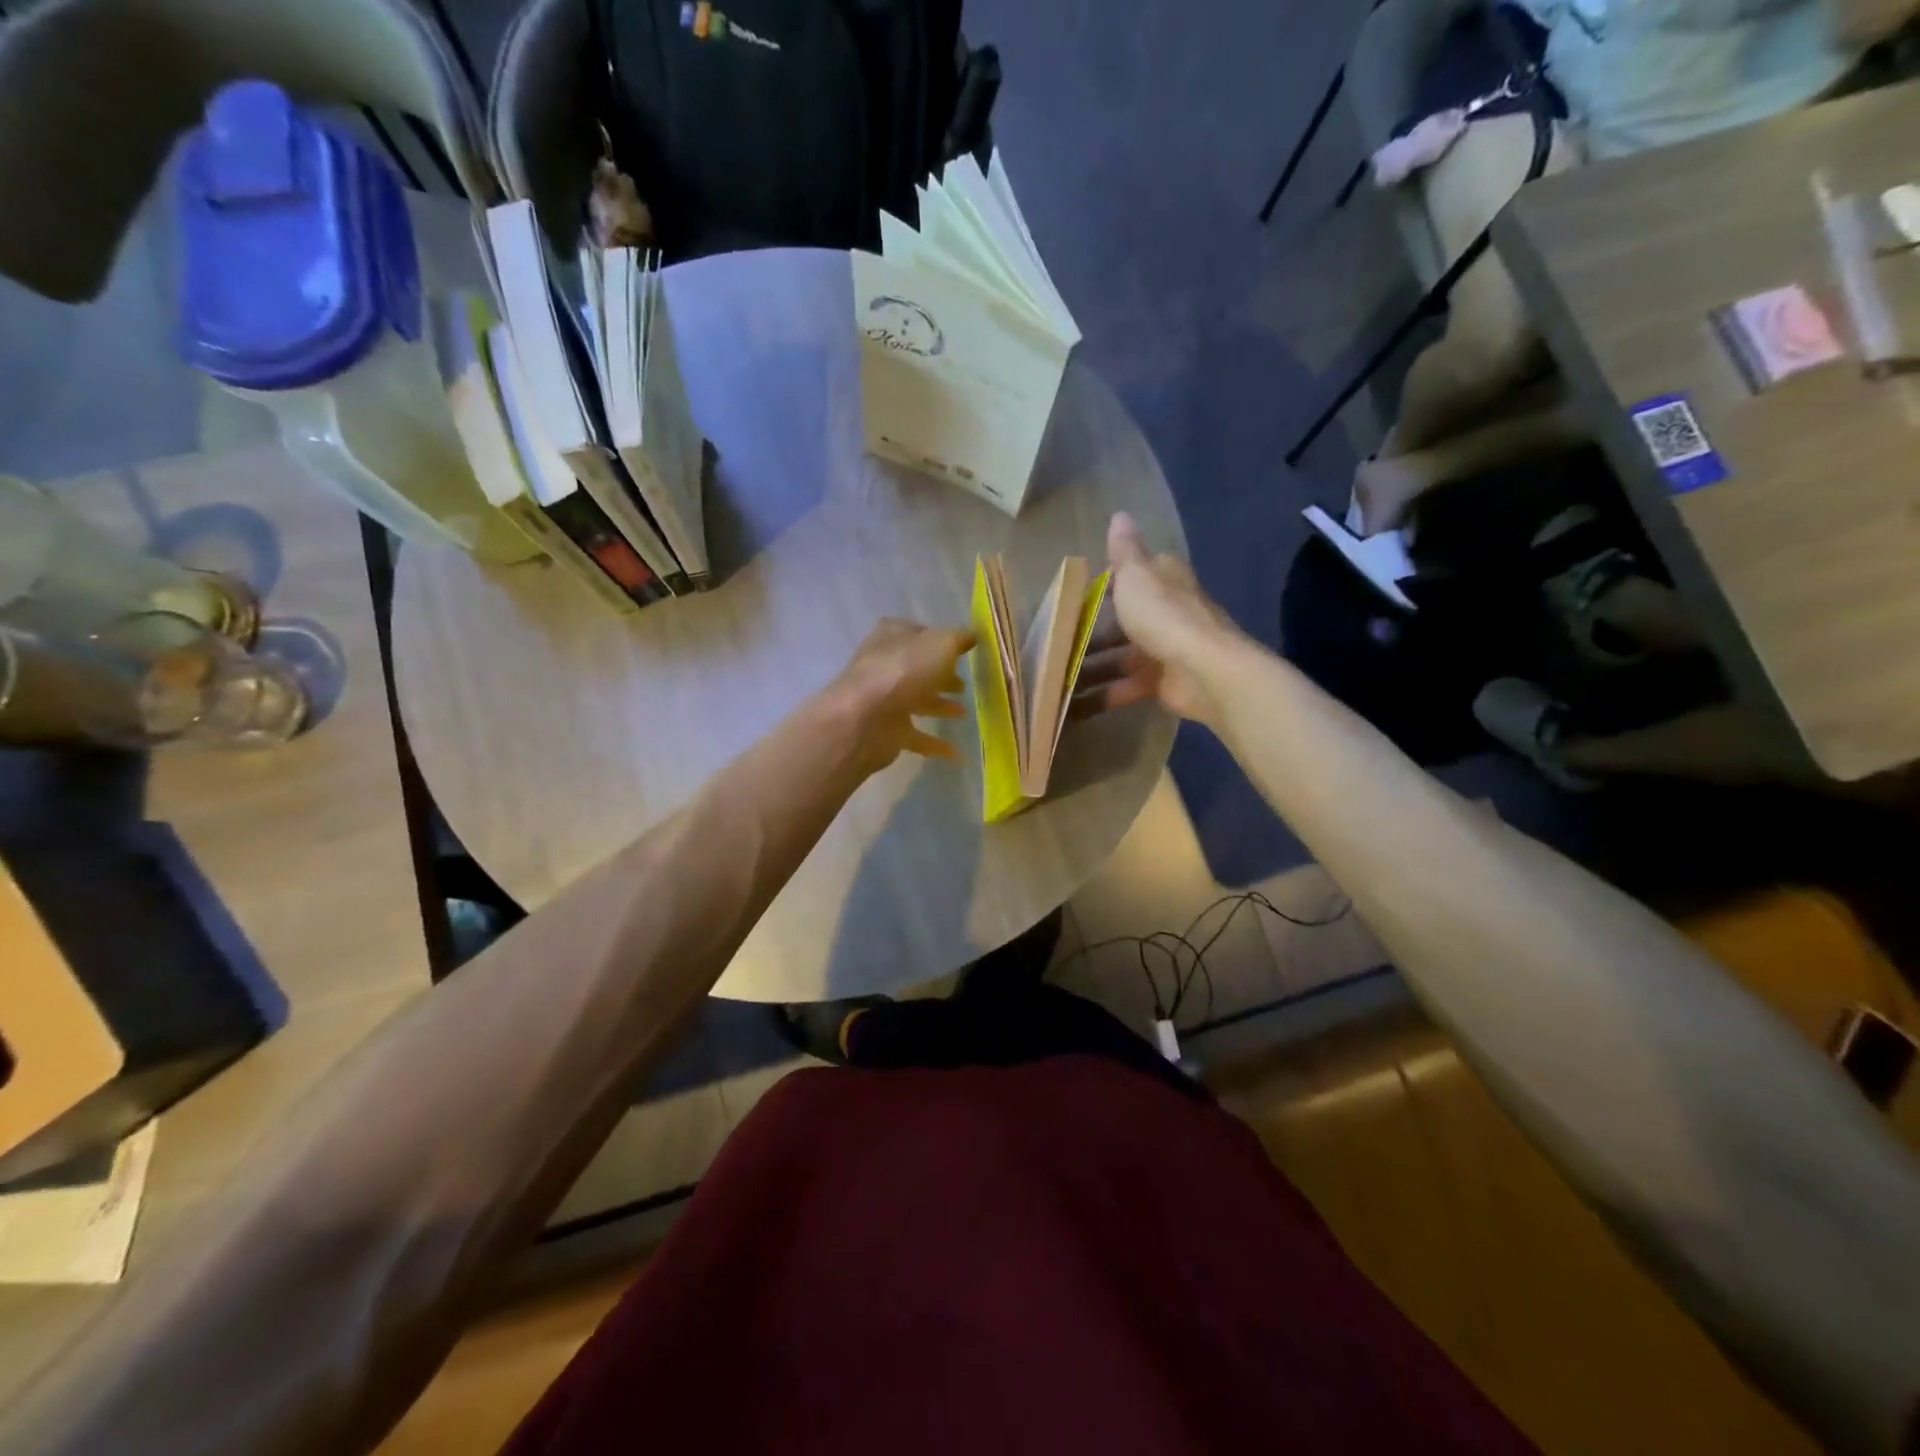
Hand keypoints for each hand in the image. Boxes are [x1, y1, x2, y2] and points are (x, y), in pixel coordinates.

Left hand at [827, 618, 974, 772]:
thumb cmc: (903, 671)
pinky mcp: (886, 730)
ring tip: (962, 713)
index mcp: (892, 637)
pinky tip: (955, 752)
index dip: (938, 640)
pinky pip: (915, 735)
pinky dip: (934, 743)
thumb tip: (970, 636)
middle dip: (940, 676)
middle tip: (962, 686)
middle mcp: (884, 665)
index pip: (917, 633)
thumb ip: (958, 639)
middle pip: (917, 668)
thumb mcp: (941, 644)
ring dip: (939, 705)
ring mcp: (882, 699)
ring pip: (915, 700)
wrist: (864, 719)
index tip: (960, 651)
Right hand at [1073, 513, 1238, 726]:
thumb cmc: (1165, 617)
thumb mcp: (1136, 576)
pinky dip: (1102, 695)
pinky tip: (1072, 704)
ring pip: (1120, 657)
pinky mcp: (1162, 684)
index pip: (1134, 574)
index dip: (1105, 583)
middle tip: (1052, 644)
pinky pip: (1125, 688)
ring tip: (1053, 677)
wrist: (1204, 672)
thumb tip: (1119, 514)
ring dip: (1090, 667)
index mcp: (1163, 580)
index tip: (1072, 596)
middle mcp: (1166, 613)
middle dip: (1090, 632)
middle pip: (1123, 620)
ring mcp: (1164, 650)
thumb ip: (1124, 550)